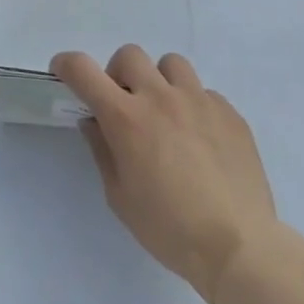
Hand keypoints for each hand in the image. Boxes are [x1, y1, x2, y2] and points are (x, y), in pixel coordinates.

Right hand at [52, 45, 279, 303]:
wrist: (239, 248)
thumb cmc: (169, 229)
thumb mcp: (120, 197)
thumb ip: (103, 150)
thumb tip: (94, 121)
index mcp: (126, 118)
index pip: (84, 70)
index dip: (67, 64)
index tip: (63, 72)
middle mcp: (160, 97)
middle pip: (129, 55)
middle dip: (119, 74)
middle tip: (125, 105)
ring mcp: (198, 101)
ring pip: (171, 64)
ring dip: (160, 81)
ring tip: (167, 114)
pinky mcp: (229, 113)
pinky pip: (204, 92)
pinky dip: (194, 106)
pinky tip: (201, 140)